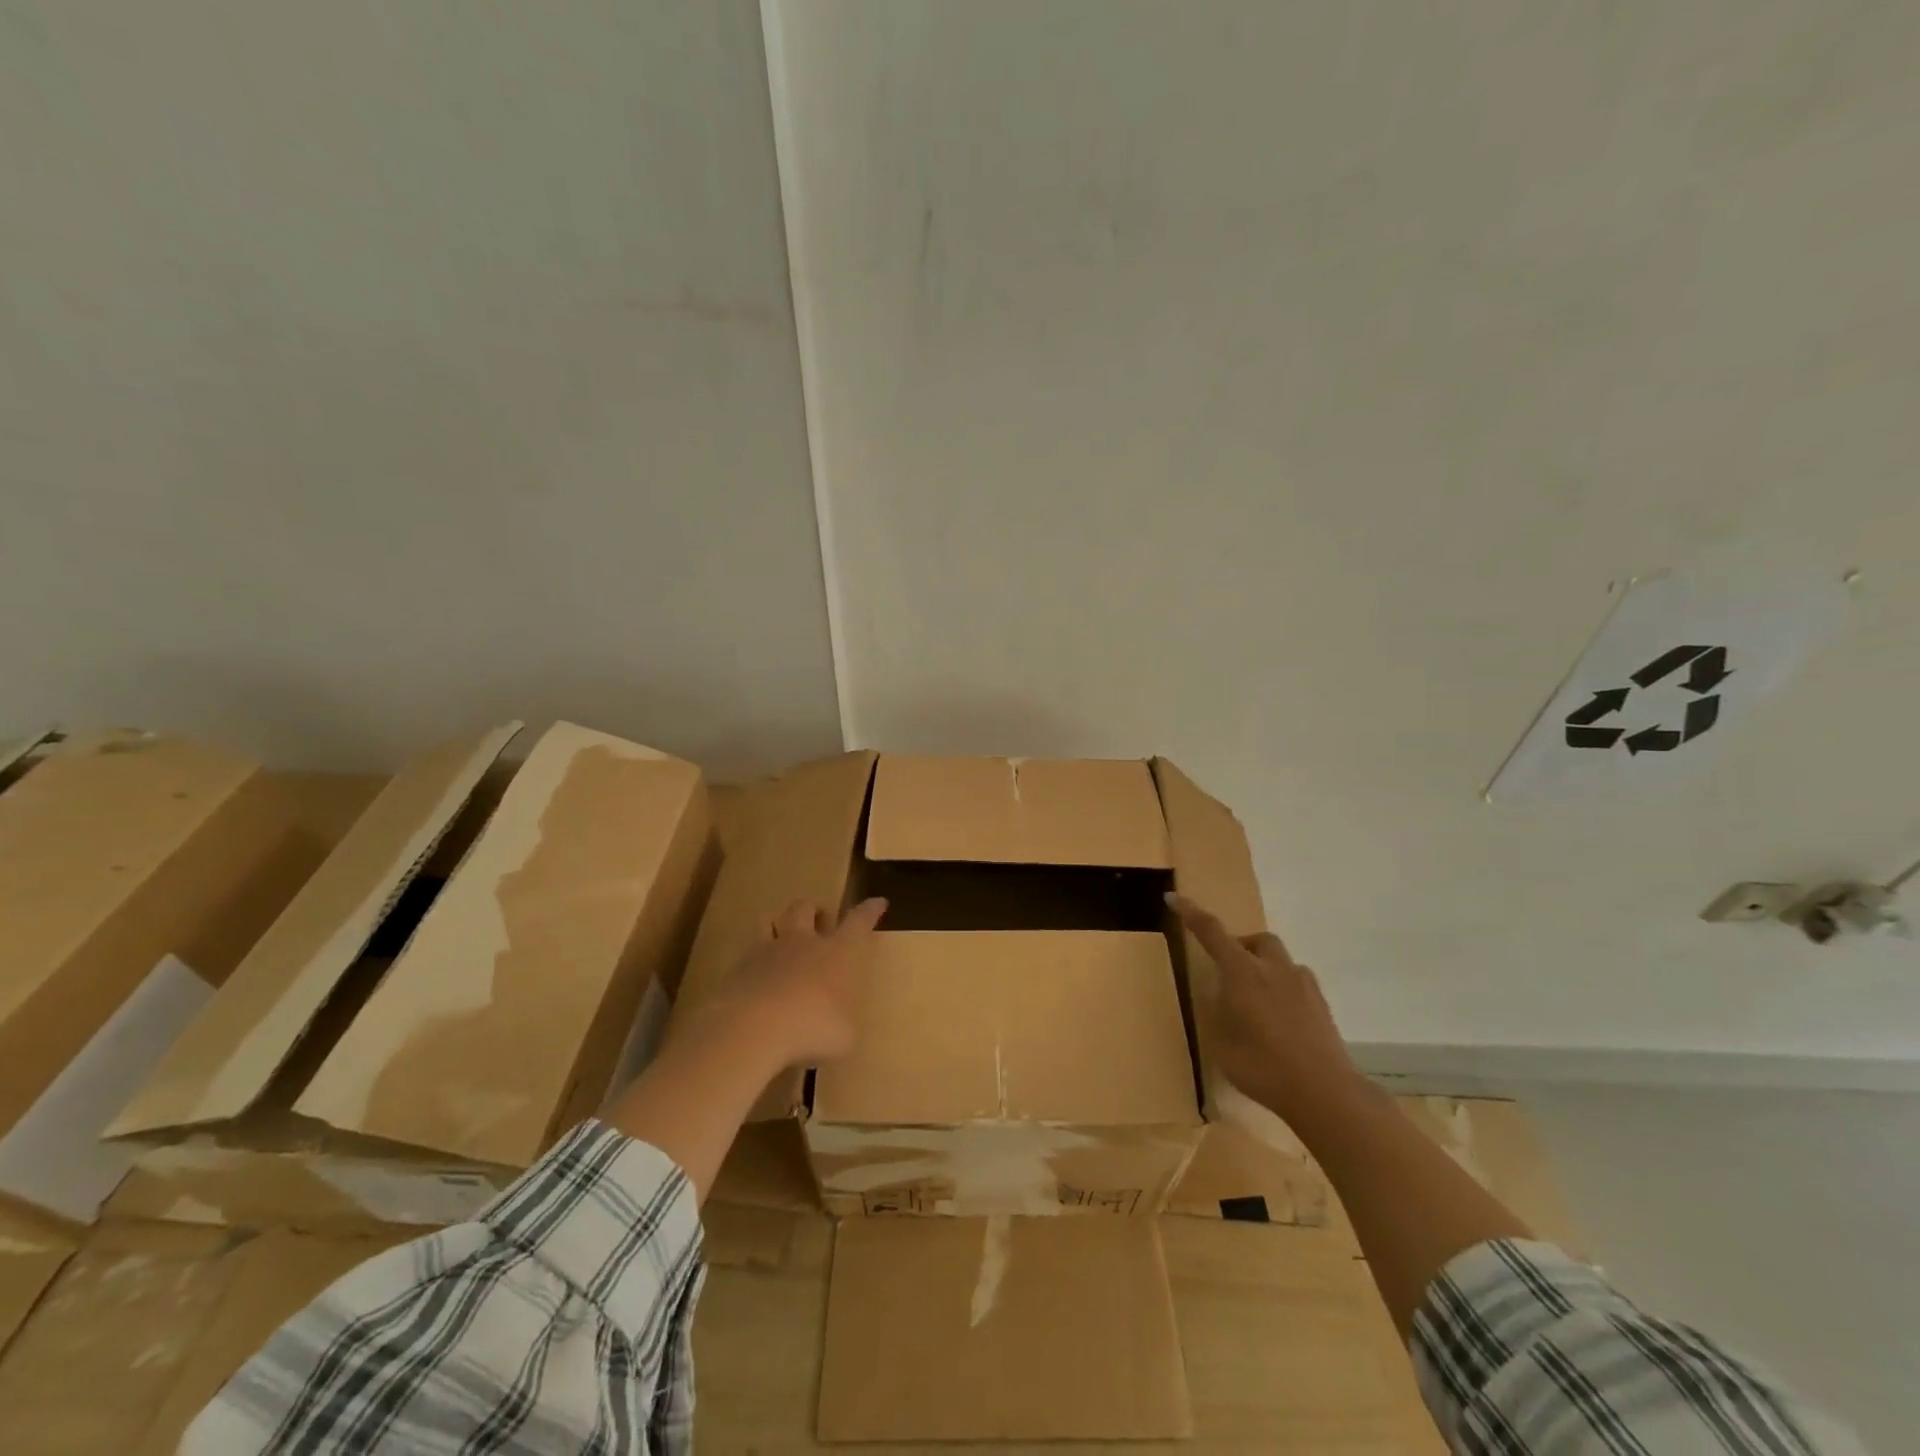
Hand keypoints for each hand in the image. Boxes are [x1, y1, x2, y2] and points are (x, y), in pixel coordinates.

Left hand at [712, 896, 887, 1068]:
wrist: (753, 1027)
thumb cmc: (814, 1027)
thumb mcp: (845, 1036)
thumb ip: (844, 1024)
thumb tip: (840, 1026)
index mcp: (838, 952)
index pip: (859, 922)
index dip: (870, 911)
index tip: (878, 902)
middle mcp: (803, 942)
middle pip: (807, 908)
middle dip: (815, 909)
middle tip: (820, 918)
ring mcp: (767, 952)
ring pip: (769, 920)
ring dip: (777, 923)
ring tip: (780, 933)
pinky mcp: (738, 968)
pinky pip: (745, 954)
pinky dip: (752, 961)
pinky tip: (754, 977)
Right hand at [1168, 893, 1365, 1131]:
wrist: (1325, 1093)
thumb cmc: (1262, 1066)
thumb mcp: (1222, 1041)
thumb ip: (1217, 1011)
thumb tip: (1219, 995)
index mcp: (1242, 972)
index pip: (1211, 932)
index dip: (1191, 913)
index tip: (1174, 897)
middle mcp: (1273, 969)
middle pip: (1256, 939)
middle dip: (1240, 945)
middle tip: (1227, 971)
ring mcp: (1303, 985)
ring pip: (1280, 960)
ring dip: (1264, 967)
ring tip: (1255, 999)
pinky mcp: (1322, 1005)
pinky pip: (1297, 983)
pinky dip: (1283, 989)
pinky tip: (1280, 1019)